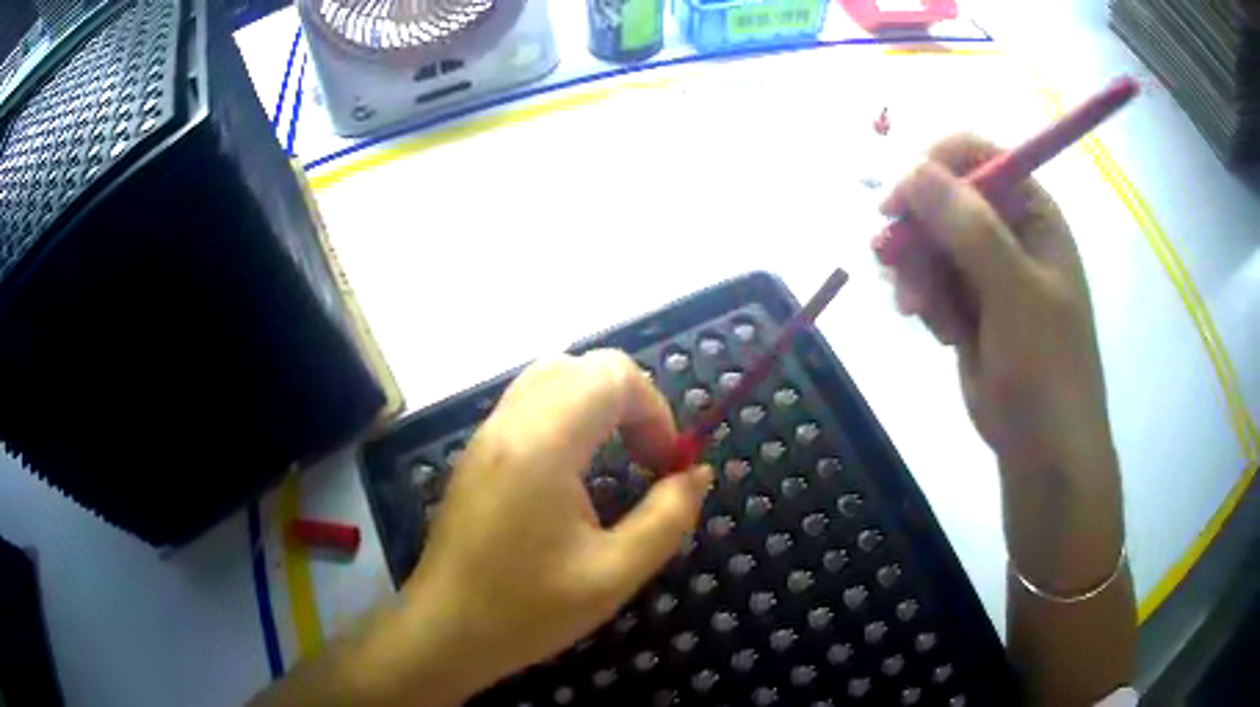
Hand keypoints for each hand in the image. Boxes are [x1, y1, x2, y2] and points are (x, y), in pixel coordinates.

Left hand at [394, 351, 712, 703]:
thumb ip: (668, 517)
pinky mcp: (478, 451)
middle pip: (582, 366)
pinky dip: (568, 413)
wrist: (445, 630)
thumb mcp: (614, 574)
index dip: (655, 409)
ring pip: (552, 376)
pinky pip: (529, 402)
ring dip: (598, 401)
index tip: (668, 464)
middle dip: (631, 399)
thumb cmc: (527, 609)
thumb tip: (697, 473)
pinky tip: (577, 466)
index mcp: (543, 446)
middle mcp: (510, 424)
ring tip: (618, 455)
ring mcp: (487, 434)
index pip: (611, 375)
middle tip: (648, 456)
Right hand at [879, 134, 1114, 477]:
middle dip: (919, 235)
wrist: (1042, 449)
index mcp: (1033, 213)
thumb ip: (970, 228)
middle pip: (944, 198)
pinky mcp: (970, 302)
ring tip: (920, 312)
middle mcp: (1009, 231)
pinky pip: (929, 279)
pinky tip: (940, 332)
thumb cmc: (1045, 368)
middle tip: (902, 273)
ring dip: (917, 273)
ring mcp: (988, 269)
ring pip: (929, 241)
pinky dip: (924, 300)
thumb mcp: (1014, 294)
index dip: (934, 168)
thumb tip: (912, 170)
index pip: (977, 156)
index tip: (896, 203)